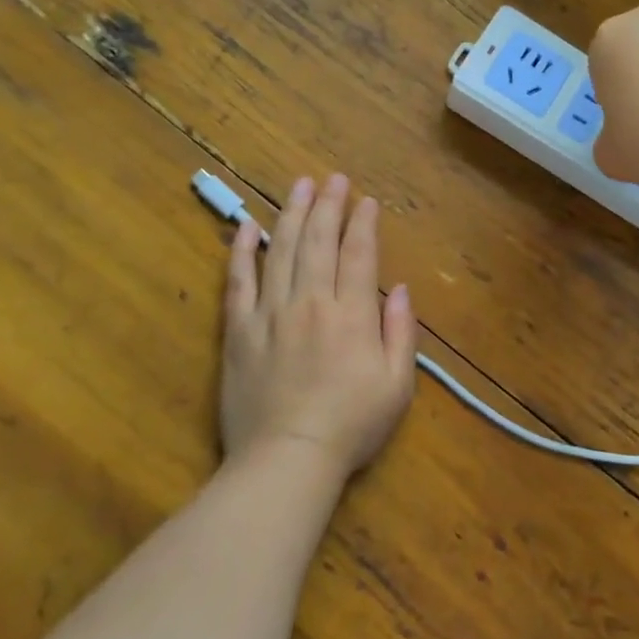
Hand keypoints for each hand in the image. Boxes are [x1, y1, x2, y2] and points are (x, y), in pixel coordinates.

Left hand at [220, 175, 416, 481]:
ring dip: (291, 214)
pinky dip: (242, 251)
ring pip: (280, 251)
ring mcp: (269, 314)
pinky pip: (238, 282)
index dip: (364, 223)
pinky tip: (247, 227)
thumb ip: (400, 332)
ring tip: (298, 185)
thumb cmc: (350, 426)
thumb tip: (399, 289)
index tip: (366, 201)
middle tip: (332, 178)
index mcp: (351, 314)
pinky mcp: (238, 331)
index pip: (358, 254)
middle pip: (318, 242)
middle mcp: (310, 302)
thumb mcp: (397, 385)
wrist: (286, 459)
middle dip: (327, 206)